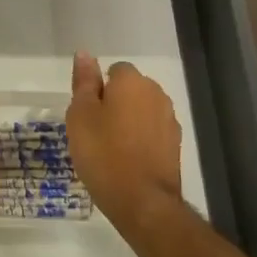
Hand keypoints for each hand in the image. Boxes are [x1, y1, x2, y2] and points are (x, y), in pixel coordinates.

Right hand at [65, 53, 184, 238]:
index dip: (98, 89)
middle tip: (94, 131)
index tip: (87, 113)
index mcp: (132, 82)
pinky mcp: (175, 145)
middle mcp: (156, 94)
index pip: (114, 70)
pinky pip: (152, 132)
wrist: (143, 202)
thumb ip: (84, 82)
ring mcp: (169, 120)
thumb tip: (84, 53)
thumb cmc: (103, 154)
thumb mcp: (81, 115)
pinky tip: (127, 161)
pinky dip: (140, 140)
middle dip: (115, 103)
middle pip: (130, 90)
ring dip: (128, 122)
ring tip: (109, 149)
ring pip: (141, 111)